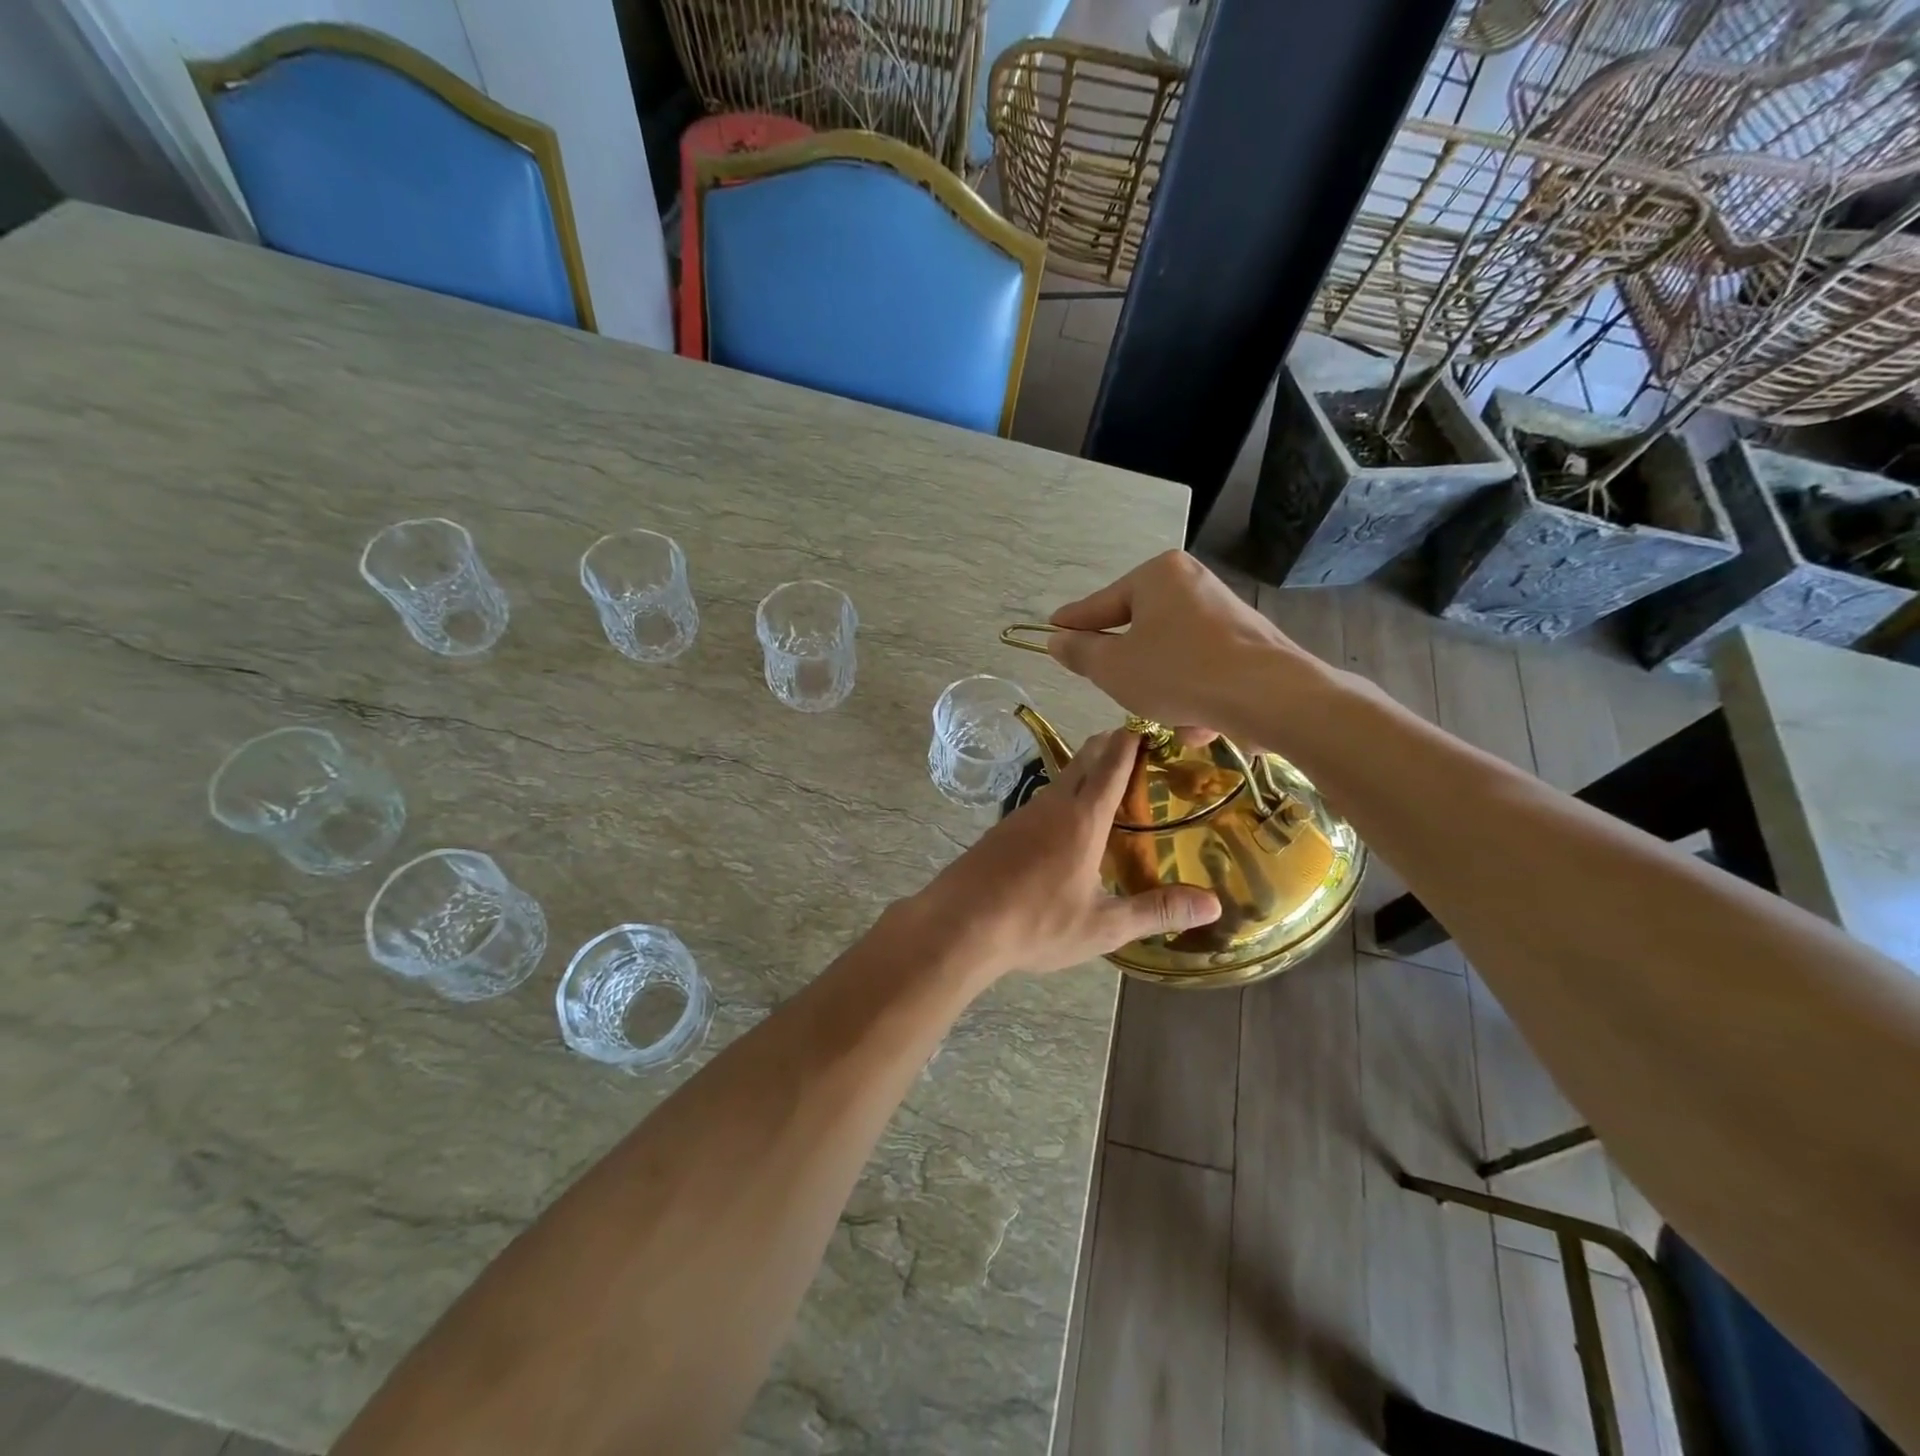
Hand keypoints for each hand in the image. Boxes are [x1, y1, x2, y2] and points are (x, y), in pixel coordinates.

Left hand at [914, 729, 1219, 980]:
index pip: (1114, 762)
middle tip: (1141, 750)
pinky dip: (1065, 797)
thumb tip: (1213, 906)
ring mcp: (1024, 813)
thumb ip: (1156, 912)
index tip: (1156, 726)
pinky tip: (1068, 826)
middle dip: (1113, 745)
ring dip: (1088, 771)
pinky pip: (1043, 800)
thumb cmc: (1037, 923)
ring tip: (1111, 787)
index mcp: (1084, 818)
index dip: (1137, 740)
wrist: (959, 924)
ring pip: (1062, 777)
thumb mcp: (1103, 926)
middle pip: (1086, 758)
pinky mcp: (1004, 829)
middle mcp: (1054, 804)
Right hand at [1046, 551, 1321, 741]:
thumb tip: (1057, 639)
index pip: (1101, 604)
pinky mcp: (1248, 643)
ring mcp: (1224, 612)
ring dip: (1163, 689)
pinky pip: (1203, 668)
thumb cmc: (1178, 673)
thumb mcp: (1113, 668)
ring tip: (1169, 717)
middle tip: (1117, 690)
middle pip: (1140, 630)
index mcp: (1157, 575)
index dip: (1074, 623)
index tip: (1052, 629)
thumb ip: (1080, 653)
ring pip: (1171, 655)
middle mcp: (1193, 583)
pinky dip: (1195, 693)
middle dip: (1130, 668)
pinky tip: (1201, 722)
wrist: (1270, 696)